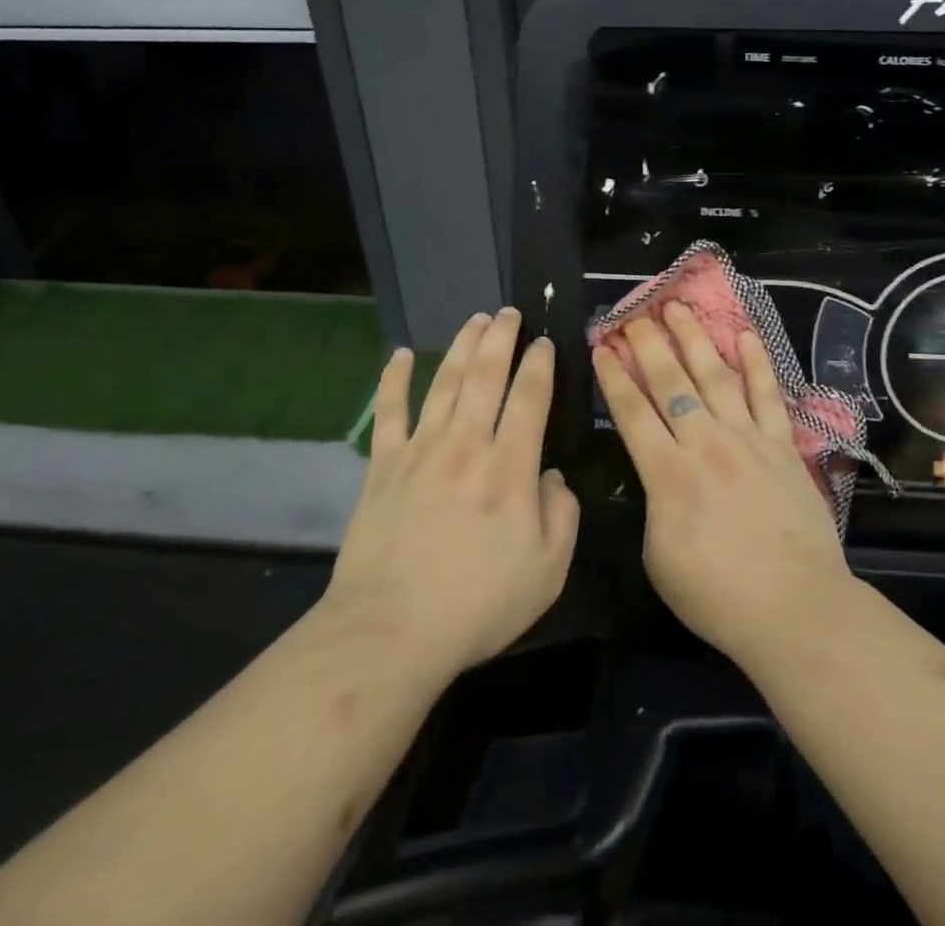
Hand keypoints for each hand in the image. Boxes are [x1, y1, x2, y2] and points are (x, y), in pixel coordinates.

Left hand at [320, 309, 578, 684]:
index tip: (545, 342)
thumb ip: (562, 515)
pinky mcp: (383, 466)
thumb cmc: (477, 605)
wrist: (390, 632)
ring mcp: (420, 451)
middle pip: (486, 375)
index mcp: (509, 467)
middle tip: (509, 313)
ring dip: (462, 346)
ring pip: (445, 382)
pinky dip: (394, 380)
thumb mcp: (547, 571)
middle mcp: (466, 445)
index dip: (539, 364)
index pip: (529, 397)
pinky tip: (400, 355)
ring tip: (475, 319)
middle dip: (501, 338)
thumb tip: (552, 476)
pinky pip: (389, 412)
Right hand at [593, 303, 854, 668]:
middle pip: (670, 382)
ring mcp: (747, 438)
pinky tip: (745, 334)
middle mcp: (704, 443)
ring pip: (715, 376)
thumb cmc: (717, 594)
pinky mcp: (782, 444)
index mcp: (667, 473)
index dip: (613, 376)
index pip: (632, 412)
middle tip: (634, 314)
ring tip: (678, 307)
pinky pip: (767, 394)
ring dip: (694, 338)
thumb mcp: (659, 557)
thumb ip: (654, 504)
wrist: (794, 606)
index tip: (601, 346)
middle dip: (648, 344)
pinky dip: (756, 362)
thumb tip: (659, 473)